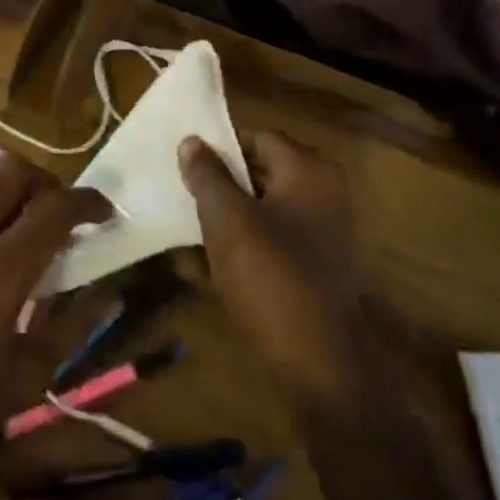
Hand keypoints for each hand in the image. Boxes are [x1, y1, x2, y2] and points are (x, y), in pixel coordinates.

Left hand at [0, 154, 109, 478]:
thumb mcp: (26, 378)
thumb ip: (73, 326)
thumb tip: (111, 292)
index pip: (54, 208)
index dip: (88, 202)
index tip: (104, 214)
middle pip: (13, 170)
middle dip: (48, 182)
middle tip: (60, 211)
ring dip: (7, 184)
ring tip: (18, 216)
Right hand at [179, 130, 373, 407]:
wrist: (316, 362)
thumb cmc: (270, 277)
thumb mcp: (228, 220)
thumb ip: (208, 175)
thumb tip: (192, 141)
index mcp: (309, 171)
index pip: (257, 137)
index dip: (218, 146)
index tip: (181, 161)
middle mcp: (322, 194)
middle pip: (260, 173)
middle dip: (217, 183)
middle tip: (177, 191)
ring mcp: (320, 233)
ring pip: (260, 209)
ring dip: (224, 217)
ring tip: (182, 225)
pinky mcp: (312, 267)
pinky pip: (269, 242)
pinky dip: (239, 246)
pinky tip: (201, 264)